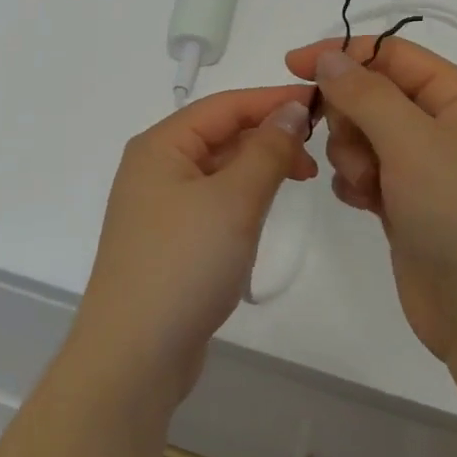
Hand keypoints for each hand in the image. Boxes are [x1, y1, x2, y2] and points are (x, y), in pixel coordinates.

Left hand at [69, 85, 315, 412]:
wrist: (134, 355)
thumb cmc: (183, 264)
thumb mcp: (234, 201)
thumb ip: (267, 150)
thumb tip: (292, 110)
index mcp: (161, 145)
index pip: (224, 105)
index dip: (273, 100)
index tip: (322, 101)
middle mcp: (155, 167)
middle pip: (220, 134)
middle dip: (269, 134)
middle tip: (318, 151)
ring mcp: (159, 206)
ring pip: (219, 168)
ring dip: (259, 165)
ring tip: (302, 177)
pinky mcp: (170, 240)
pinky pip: (213, 200)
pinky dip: (244, 195)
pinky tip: (266, 208)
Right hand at [285, 37, 456, 367]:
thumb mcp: (413, 142)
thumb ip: (364, 93)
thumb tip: (329, 57)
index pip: (392, 53)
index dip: (342, 54)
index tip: (292, 66)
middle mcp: (447, 125)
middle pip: (373, 94)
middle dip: (351, 118)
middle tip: (355, 150)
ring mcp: (429, 166)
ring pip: (364, 133)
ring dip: (353, 155)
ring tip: (368, 187)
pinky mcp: (410, 201)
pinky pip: (366, 170)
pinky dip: (357, 182)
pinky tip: (364, 204)